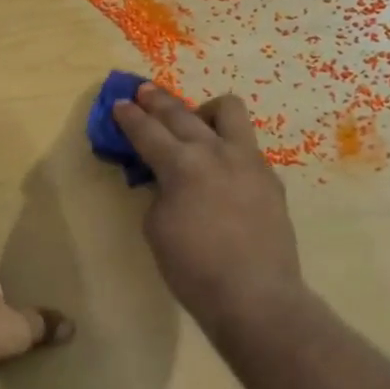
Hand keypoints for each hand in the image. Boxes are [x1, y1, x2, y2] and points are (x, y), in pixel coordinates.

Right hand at [112, 84, 305, 335]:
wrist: (255, 296)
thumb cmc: (194, 269)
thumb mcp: (157, 228)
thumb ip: (158, 191)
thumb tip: (165, 178)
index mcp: (182, 165)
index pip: (148, 131)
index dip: (129, 117)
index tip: (119, 103)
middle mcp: (216, 152)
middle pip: (182, 113)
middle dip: (158, 101)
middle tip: (143, 92)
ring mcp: (248, 160)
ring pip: (228, 111)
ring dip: (203, 111)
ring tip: (193, 123)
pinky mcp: (270, 177)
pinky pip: (245, 145)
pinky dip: (226, 145)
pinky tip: (219, 164)